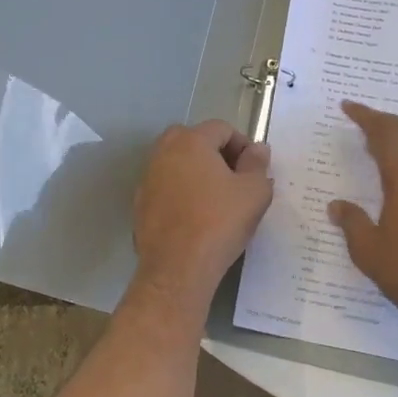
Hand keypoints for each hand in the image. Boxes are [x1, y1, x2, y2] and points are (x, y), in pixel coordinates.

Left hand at [132, 120, 273, 308]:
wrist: (178, 267)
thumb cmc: (220, 222)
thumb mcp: (254, 192)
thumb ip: (257, 164)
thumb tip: (257, 149)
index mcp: (190, 141)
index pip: (221, 128)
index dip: (243, 145)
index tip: (254, 169)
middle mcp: (163, 152)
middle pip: (194, 140)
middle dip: (217, 154)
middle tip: (235, 180)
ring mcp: (147, 178)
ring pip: (177, 164)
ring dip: (197, 173)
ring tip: (216, 199)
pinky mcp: (140, 203)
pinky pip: (166, 187)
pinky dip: (181, 193)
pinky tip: (195, 217)